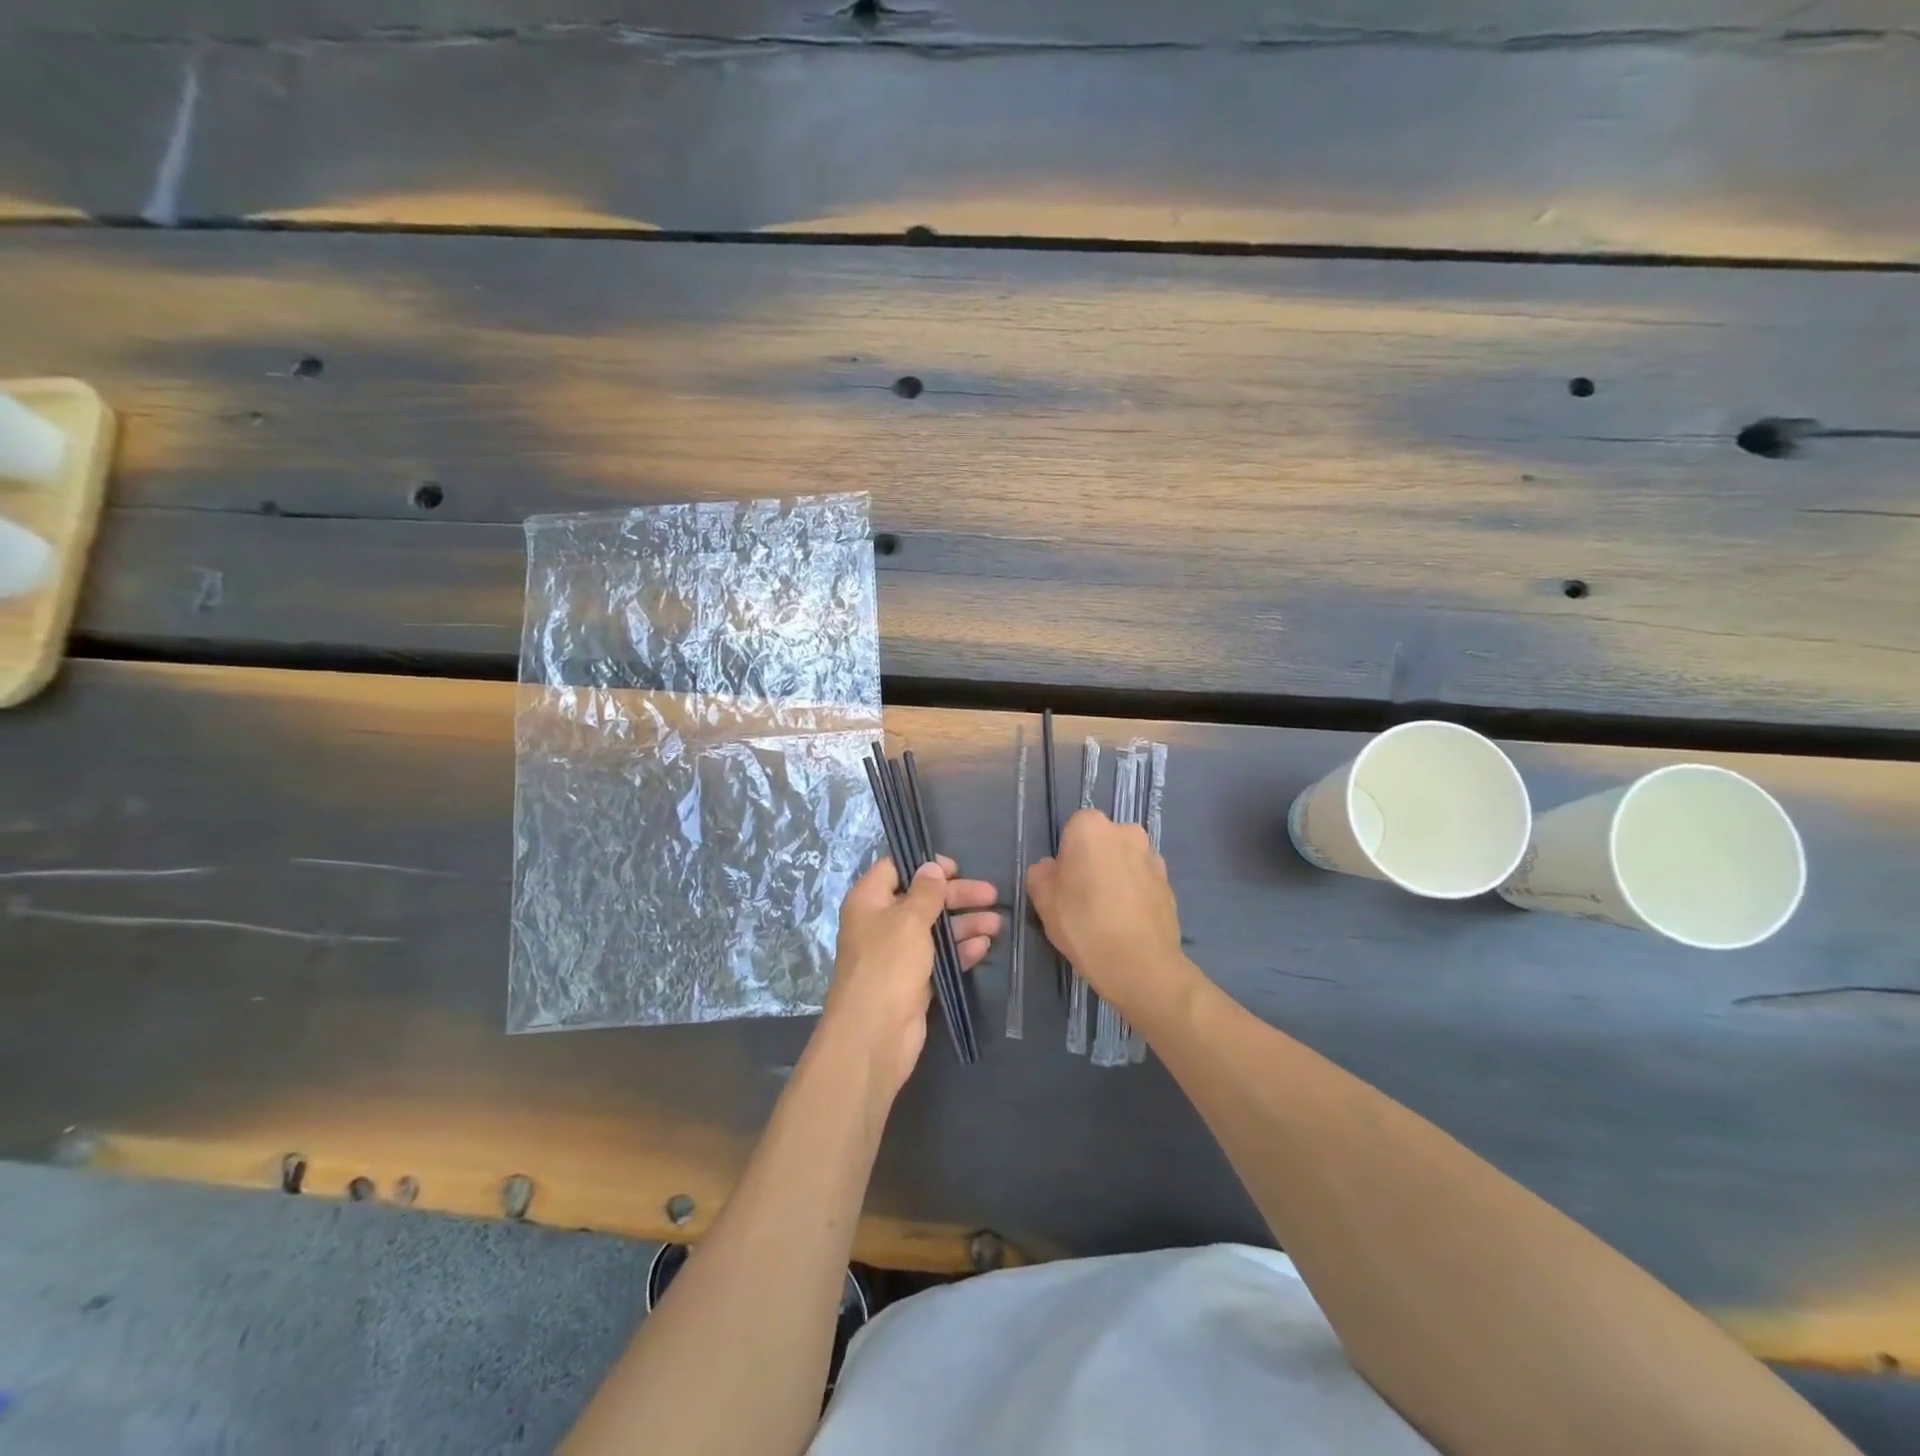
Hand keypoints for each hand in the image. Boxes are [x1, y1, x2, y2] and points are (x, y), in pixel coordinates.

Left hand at [821, 856, 999, 1097]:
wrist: (874, 1034)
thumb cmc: (888, 965)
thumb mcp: (909, 919)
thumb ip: (926, 892)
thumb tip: (931, 867)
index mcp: (869, 901)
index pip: (895, 869)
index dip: (925, 865)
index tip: (956, 868)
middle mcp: (881, 923)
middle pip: (922, 899)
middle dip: (956, 896)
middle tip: (991, 895)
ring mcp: (897, 954)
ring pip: (935, 929)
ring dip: (965, 924)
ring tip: (996, 924)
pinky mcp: (913, 980)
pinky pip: (939, 957)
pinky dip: (960, 950)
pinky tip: (983, 947)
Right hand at [1026, 809, 1194, 1027]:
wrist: (1141, 965)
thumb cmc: (1083, 924)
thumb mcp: (1042, 900)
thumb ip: (1041, 873)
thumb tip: (1053, 869)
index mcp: (1092, 827)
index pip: (1071, 829)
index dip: (1065, 856)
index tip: (1063, 883)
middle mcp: (1127, 832)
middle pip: (1101, 841)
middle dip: (1093, 861)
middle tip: (1082, 897)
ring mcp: (1153, 857)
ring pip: (1124, 860)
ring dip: (1116, 876)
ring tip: (1107, 914)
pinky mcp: (1169, 884)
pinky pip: (1142, 881)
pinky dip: (1134, 894)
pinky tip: (1126, 922)